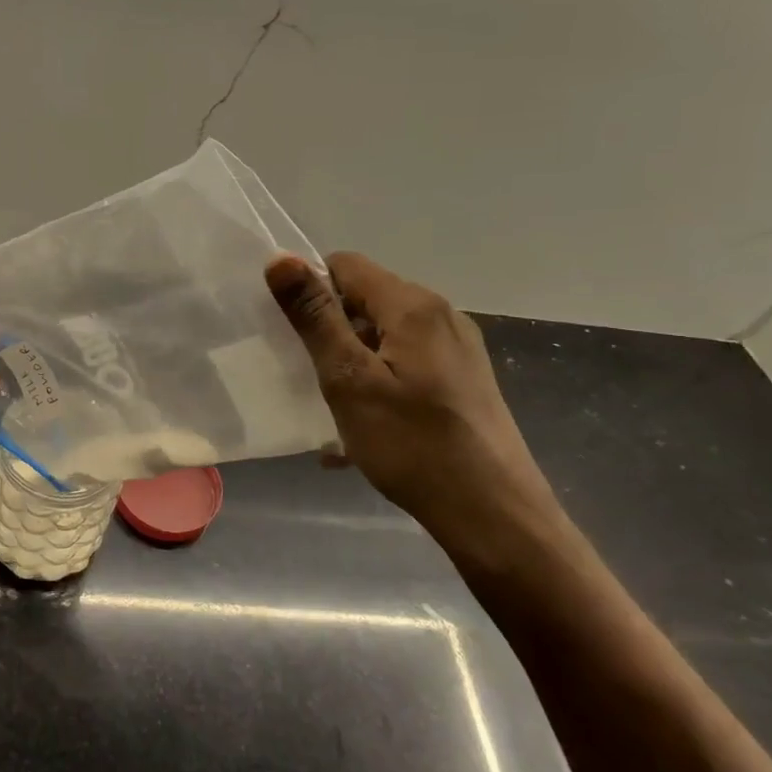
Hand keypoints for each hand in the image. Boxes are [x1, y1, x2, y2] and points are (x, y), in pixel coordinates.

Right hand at [265, 252, 558, 547]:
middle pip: (367, 299)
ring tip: (335, 407)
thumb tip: (279, 258)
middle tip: (310, 377)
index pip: (345, 265)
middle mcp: (442, 315)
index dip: (311, 291)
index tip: (292, 336)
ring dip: (353, 361)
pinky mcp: (464, 380)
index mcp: (414, 305)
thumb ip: (314, 317)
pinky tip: (364, 427)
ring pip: (386, 335)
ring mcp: (458, 349)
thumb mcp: (349, 380)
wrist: (492, 513)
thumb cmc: (411, 444)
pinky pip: (406, 363)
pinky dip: (378, 382)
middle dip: (331, 330)